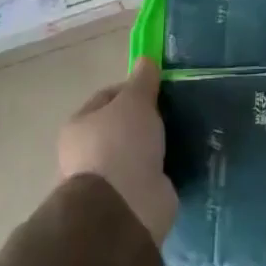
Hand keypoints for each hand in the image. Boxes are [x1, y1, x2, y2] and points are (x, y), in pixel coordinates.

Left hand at [57, 58, 176, 245]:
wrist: (124, 206)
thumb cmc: (121, 143)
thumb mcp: (134, 101)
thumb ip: (142, 80)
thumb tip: (145, 60)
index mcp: (80, 125)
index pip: (108, 97)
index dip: (134, 88)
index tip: (161, 89)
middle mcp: (89, 152)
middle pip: (124, 125)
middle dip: (148, 118)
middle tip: (176, 110)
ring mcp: (110, 178)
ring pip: (139, 151)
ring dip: (158, 145)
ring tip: (186, 133)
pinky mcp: (131, 199)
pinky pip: (151, 174)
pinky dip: (165, 168)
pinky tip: (183, 158)